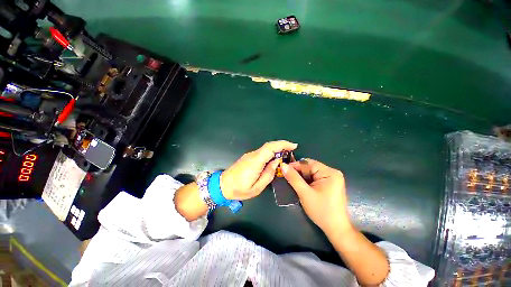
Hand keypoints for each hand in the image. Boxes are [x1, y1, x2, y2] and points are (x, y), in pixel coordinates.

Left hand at [220, 140, 297, 200]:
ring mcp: (250, 155)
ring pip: (266, 148)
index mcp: (255, 162)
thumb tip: (276, 162)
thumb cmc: (240, 189)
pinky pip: (262, 152)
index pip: (270, 148)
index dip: (282, 144)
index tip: (293, 146)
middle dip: (282, 145)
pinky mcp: (248, 157)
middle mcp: (253, 155)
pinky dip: (271, 152)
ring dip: (277, 149)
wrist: (223, 185)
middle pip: (269, 146)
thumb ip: (269, 174)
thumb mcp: (257, 187)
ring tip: (286, 154)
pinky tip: (275, 158)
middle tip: (292, 149)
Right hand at [281, 159, 350, 234]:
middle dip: (298, 172)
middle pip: (310, 167)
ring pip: (311, 172)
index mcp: (329, 172)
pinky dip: (306, 180)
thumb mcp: (305, 193)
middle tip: (286, 177)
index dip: (294, 166)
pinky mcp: (330, 184)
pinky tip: (300, 185)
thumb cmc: (321, 211)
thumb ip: (293, 178)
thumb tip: (283, 166)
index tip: (283, 169)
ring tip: (291, 181)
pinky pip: (315, 177)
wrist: (336, 228)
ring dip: (301, 176)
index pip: (307, 163)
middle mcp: (332, 172)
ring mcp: (332, 178)